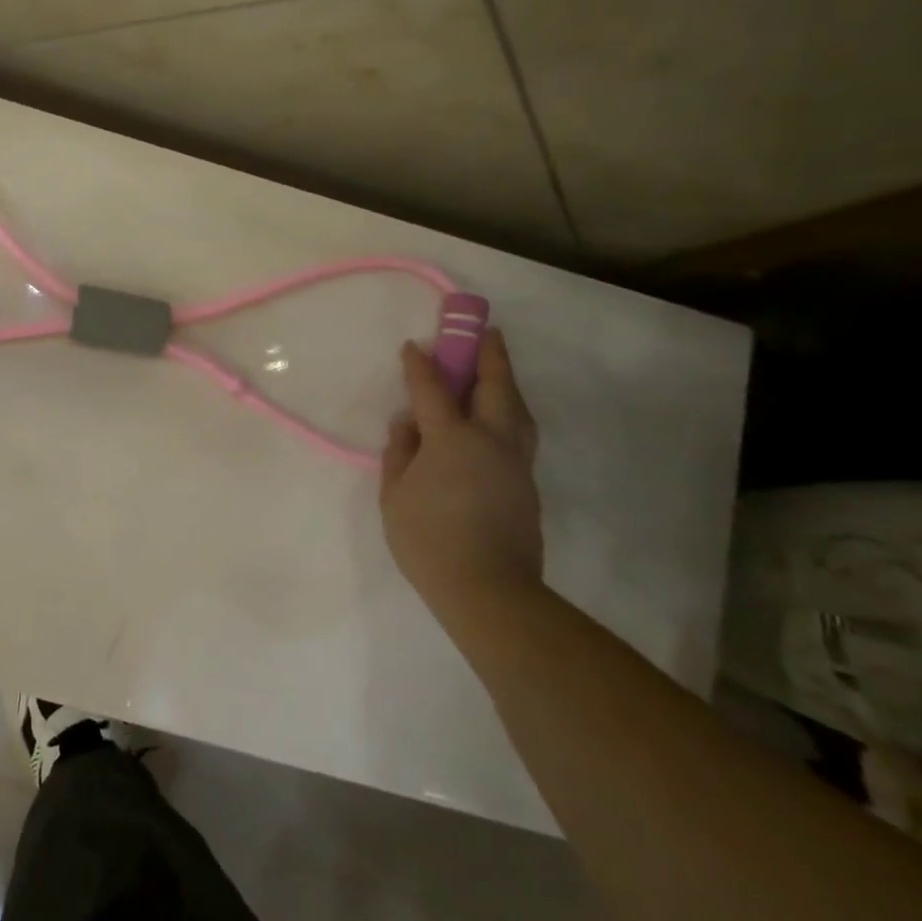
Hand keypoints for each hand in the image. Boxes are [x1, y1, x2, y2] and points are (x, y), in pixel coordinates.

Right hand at [380, 327, 542, 609]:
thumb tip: (407, 425)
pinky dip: (510, 411)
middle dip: (489, 355)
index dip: (420, 365)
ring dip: (507, 381)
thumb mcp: (395, 494)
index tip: (413, 346)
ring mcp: (515, 461)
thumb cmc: (428, 539)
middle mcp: (491, 440)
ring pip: (518, 408)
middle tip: (485, 331)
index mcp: (453, 439)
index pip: (433, 390)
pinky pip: (520, 432)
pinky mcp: (526, 483)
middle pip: (496, 386)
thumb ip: (400, 452)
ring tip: (497, 368)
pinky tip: (497, 416)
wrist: (487, 589)